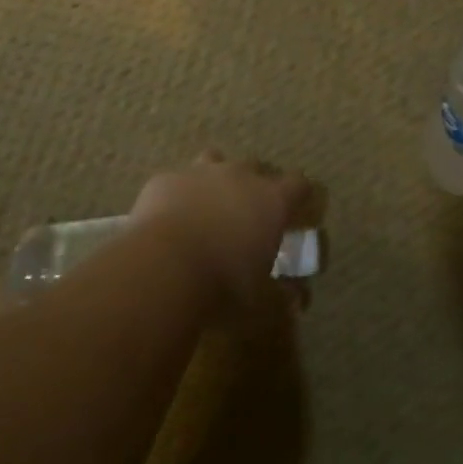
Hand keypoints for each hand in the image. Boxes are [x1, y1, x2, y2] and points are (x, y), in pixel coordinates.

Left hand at [130, 154, 311, 311]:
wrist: (162, 268)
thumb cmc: (223, 286)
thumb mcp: (262, 303)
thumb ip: (283, 295)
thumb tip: (298, 297)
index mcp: (271, 201)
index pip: (298, 184)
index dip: (299, 195)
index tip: (296, 210)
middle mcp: (239, 176)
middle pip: (256, 167)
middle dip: (254, 186)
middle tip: (247, 216)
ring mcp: (200, 173)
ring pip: (215, 160)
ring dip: (216, 179)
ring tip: (208, 206)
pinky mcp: (166, 180)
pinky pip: (176, 182)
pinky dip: (177, 196)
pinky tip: (168, 220)